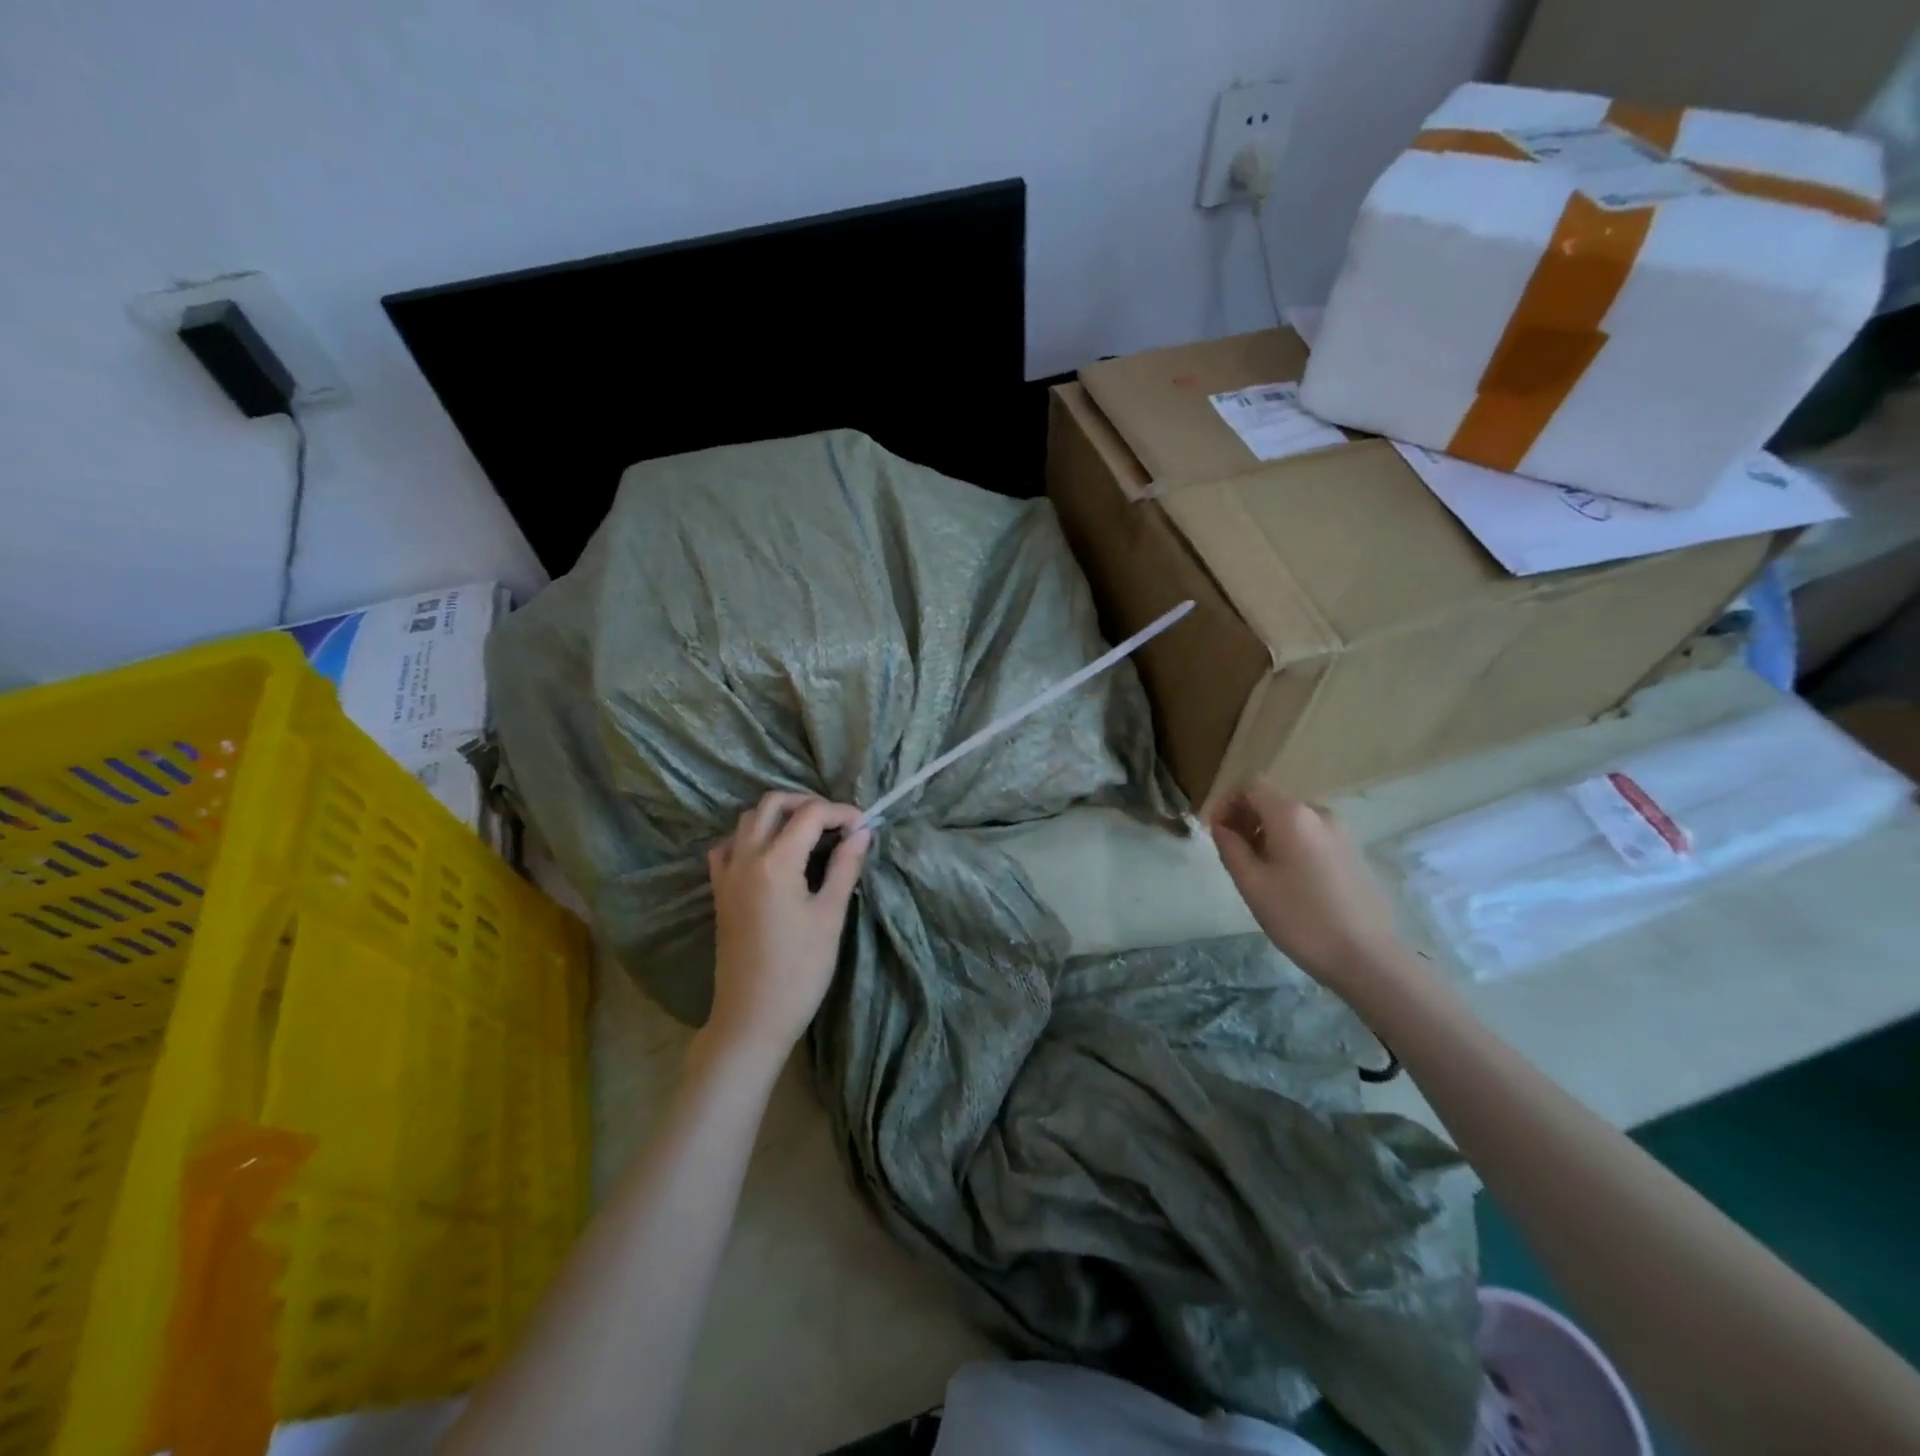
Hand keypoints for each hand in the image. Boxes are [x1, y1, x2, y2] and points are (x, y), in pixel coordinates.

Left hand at [705, 792, 870, 1058]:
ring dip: (779, 816)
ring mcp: (727, 873)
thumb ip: (845, 867)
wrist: (752, 1017)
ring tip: (810, 835)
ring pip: (748, 820)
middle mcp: (745, 857)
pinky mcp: (719, 891)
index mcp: (775, 861)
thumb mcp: (830, 916)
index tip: (864, 826)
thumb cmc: (800, 970)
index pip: (810, 814)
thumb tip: (862, 832)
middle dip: (807, 804)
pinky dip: (750, 838)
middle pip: (773, 804)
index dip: (841, 812)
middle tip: (837, 824)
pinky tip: (770, 855)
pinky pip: (728, 847)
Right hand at [1208, 781, 1414, 994]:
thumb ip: (1230, 846)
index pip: (1251, 786)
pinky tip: (1287, 879)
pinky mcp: (1352, 851)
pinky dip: (1289, 843)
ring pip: (1292, 818)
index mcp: (1292, 814)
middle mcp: (1319, 812)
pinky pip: (1311, 834)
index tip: (1215, 833)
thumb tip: (1221, 826)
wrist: (1367, 957)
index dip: (1227, 803)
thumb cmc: (1301, 918)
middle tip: (1231, 853)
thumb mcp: (1252, 883)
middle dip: (1245, 818)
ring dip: (1266, 832)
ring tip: (1257, 869)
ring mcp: (1340, 832)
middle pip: (1272, 799)